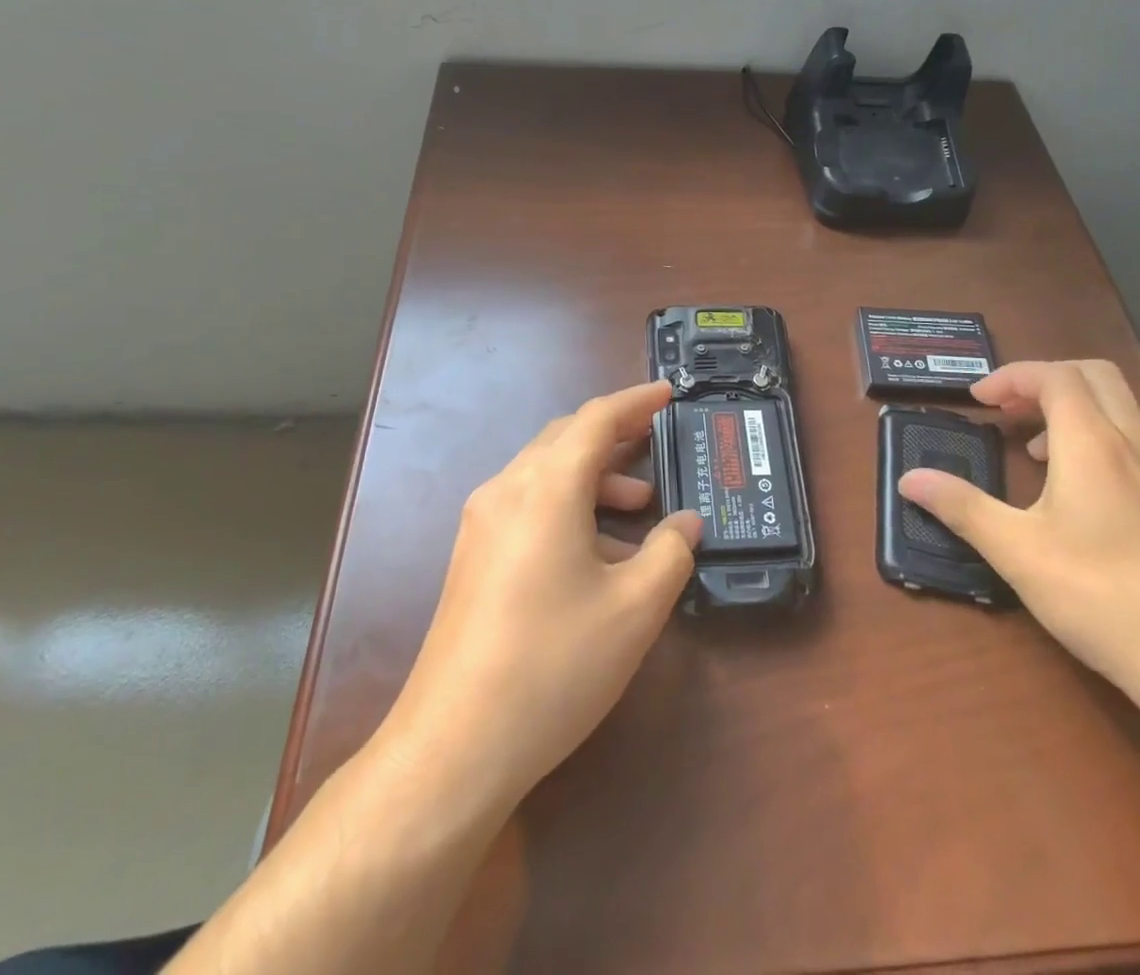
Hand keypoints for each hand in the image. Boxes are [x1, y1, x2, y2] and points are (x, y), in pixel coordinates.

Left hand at [375, 379, 700, 812]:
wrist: (453, 746)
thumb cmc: (554, 664)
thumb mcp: (634, 608)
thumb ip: (670, 552)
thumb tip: (686, 523)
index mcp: (546, 487)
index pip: (597, 419)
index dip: (637, 401)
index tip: (669, 394)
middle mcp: (507, 490)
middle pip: (566, 439)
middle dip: (615, 435)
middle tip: (658, 441)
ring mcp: (482, 524)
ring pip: (545, 473)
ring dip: (594, 477)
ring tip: (639, 507)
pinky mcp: (472, 557)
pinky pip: (528, 506)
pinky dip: (569, 507)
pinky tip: (598, 552)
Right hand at [900, 360, 1139, 726]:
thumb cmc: (1102, 597)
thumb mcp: (1017, 552)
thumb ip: (961, 507)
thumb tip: (908, 479)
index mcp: (1093, 444)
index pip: (1054, 376)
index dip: (1012, 376)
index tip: (978, 400)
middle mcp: (1135, 444)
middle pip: (1094, 375)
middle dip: (1044, 379)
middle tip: (1007, 410)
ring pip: (1120, 406)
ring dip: (1073, 407)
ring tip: (1036, 448)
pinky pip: (1136, 439)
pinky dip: (1099, 435)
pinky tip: (1079, 488)